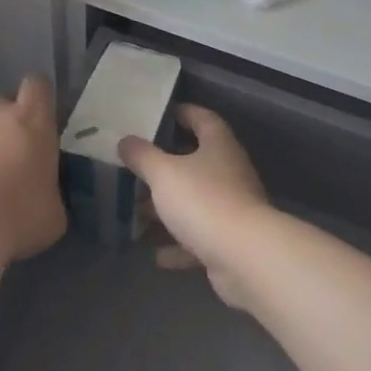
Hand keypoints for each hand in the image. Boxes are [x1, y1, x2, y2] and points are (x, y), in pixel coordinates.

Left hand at [0, 76, 65, 262]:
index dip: (39, 97)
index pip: (37, 85)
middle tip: (15, 148)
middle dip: (7, 117)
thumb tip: (45, 199)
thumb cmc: (20, 212)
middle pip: (2, 99)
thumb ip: (51, 194)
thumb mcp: (54, 211)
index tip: (42, 117)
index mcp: (33, 121)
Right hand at [119, 106, 277, 307]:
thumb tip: (125, 140)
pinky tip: (157, 255)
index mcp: (219, 146)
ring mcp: (233, 208)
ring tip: (139, 213)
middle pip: (198, 162)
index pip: (204, 119)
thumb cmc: (203, 200)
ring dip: (170, 208)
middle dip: (167, 166)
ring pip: (196, 202)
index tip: (163, 114)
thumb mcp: (164, 173)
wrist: (245, 258)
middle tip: (138, 167)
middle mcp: (230, 172)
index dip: (185, 113)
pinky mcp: (230, 242)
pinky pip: (200, 238)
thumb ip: (143, 156)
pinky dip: (180, 245)